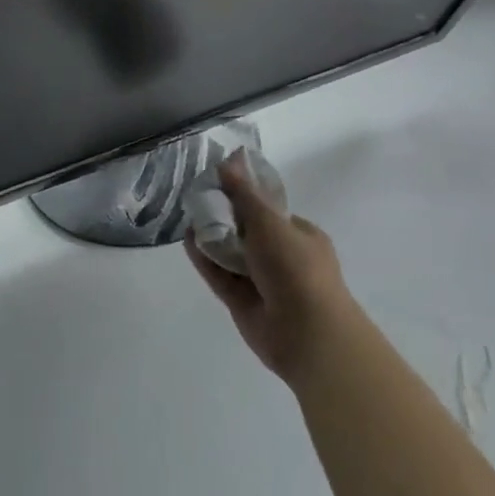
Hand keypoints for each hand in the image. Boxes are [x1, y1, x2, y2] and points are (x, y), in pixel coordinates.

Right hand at [186, 153, 351, 387]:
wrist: (307, 334)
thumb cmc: (295, 268)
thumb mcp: (269, 222)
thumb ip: (244, 194)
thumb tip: (228, 161)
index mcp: (300, 235)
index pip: (269, 211)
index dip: (245, 197)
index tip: (218, 183)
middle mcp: (283, 257)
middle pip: (247, 231)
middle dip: (224, 217)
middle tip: (198, 199)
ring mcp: (263, 282)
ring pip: (232, 254)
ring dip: (212, 237)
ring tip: (188, 216)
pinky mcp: (243, 303)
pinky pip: (220, 275)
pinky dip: (205, 258)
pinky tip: (187, 240)